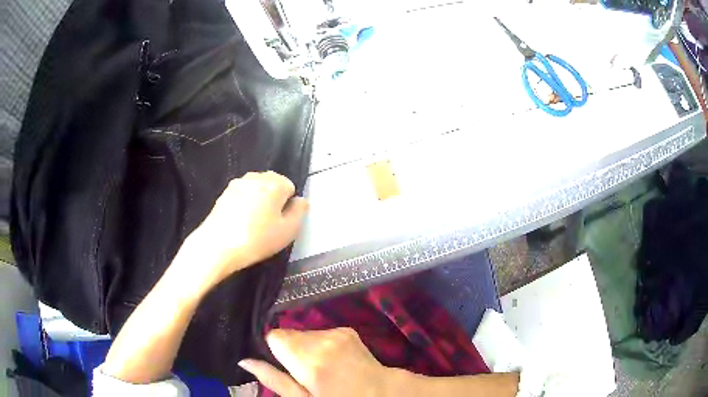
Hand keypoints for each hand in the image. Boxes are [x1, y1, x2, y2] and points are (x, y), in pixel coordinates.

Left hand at [172, 171, 307, 290]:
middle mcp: (255, 177)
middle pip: (272, 184)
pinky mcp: (224, 193)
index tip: (280, 222)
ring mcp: (237, 184)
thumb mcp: (287, 231)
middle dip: (273, 199)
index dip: (288, 205)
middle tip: (269, 223)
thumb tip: (300, 200)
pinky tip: (239, 222)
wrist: (216, 246)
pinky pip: (241, 195)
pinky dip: (244, 204)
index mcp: (274, 183)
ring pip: (256, 189)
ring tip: (253, 223)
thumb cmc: (256, 239)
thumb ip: (299, 212)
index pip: (290, 186)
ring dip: (258, 201)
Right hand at [239, 328, 392, 396]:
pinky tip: (332, 359)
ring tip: (319, 367)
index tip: (282, 364)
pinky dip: (320, 343)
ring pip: (303, 332)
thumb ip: (273, 379)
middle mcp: (321, 340)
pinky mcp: (346, 330)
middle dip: (289, 349)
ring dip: (304, 346)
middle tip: (302, 371)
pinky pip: (320, 332)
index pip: (274, 336)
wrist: (380, 392)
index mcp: (308, 360)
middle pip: (288, 333)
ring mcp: (336, 332)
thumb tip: (244, 360)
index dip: (274, 350)